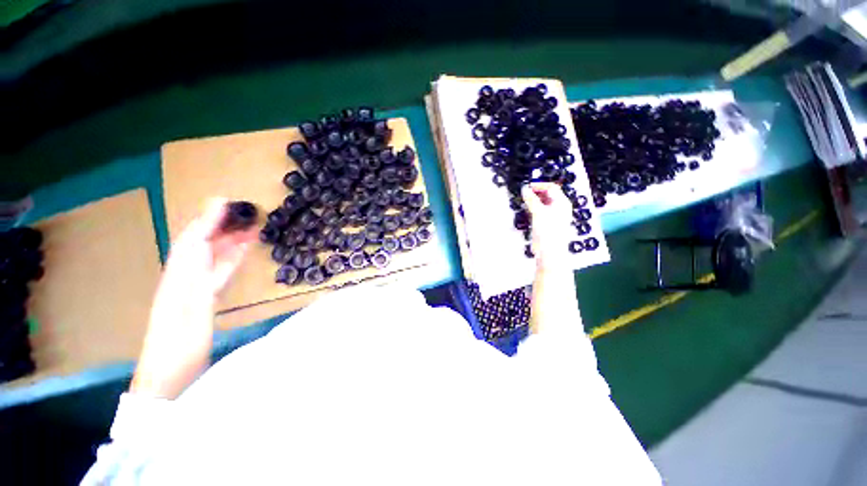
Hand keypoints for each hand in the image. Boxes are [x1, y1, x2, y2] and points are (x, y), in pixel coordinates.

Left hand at [131, 198, 256, 397]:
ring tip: (251, 227)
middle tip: (247, 212)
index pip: (195, 237)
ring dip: (231, 240)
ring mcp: (196, 286)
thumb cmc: (179, 340)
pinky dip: (232, 258)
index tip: (227, 201)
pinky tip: (242, 252)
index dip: (209, 218)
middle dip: (223, 225)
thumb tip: (201, 239)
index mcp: (180, 273)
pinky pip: (221, 270)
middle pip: (205, 242)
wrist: (170, 372)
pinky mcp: (205, 297)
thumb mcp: (187, 302)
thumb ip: (195, 267)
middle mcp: (186, 274)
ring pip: (215, 255)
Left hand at [161, 198, 257, 295]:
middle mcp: (204, 245)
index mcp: (192, 236)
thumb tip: (221, 198)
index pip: (208, 220)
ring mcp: (218, 256)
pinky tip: (255, 237)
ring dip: (244, 232)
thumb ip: (209, 220)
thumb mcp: (196, 238)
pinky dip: (247, 245)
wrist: (192, 294)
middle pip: (223, 230)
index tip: (238, 202)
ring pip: (233, 240)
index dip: (222, 211)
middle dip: (236, 222)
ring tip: (258, 223)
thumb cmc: (189, 263)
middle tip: (253, 212)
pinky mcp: (230, 266)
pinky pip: (239, 252)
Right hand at [521, 183, 572, 268]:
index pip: (551, 187)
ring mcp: (555, 216)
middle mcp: (560, 207)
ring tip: (524, 201)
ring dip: (535, 200)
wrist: (550, 251)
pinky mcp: (549, 223)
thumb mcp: (538, 212)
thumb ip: (531, 199)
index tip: (526, 187)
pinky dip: (535, 208)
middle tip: (524, 193)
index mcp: (562, 202)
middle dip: (536, 192)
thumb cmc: (547, 230)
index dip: (539, 185)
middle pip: (549, 194)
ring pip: (544, 203)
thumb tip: (524, 188)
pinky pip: (542, 211)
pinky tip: (528, 210)